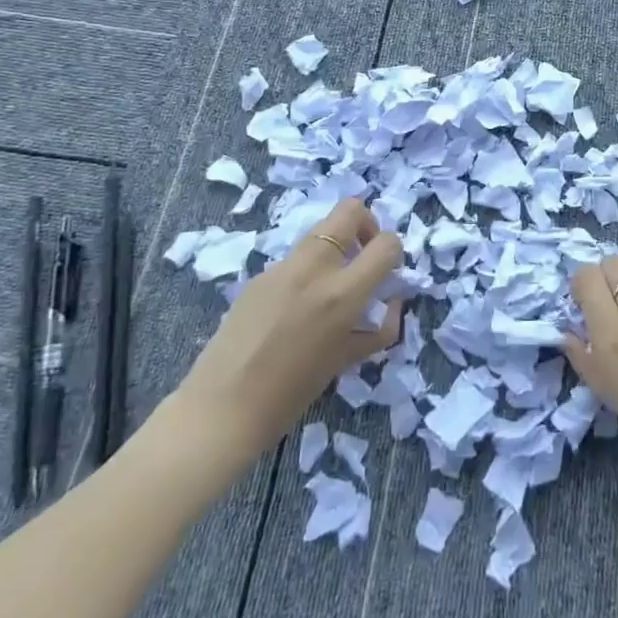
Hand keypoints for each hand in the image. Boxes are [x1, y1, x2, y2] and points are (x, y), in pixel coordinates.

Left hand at [173, 199, 405, 464]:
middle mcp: (314, 267)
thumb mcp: (347, 360)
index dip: (394, 253)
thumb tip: (391, 301)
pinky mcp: (260, 274)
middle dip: (366, 225)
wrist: (223, 407)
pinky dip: (308, 270)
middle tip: (363, 256)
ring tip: (330, 286)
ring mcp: (283, 266)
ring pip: (321, 230)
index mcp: (342, 292)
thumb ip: (378, 328)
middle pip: (350, 210)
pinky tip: (295, 307)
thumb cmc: (292, 393)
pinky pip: (296, 258)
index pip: (386, 244)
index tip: (387, 272)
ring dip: (336, 246)